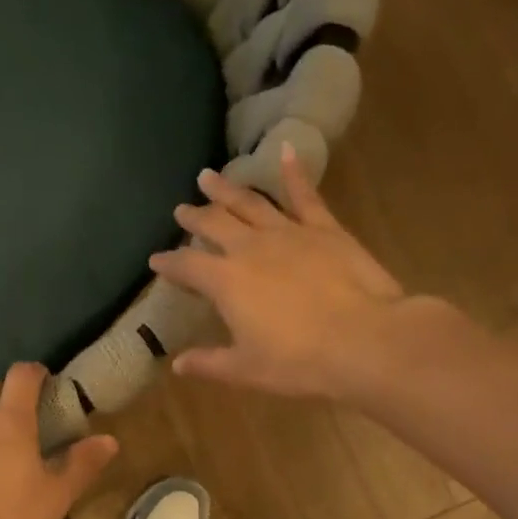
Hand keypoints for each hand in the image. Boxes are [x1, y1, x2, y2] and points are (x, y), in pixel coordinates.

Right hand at [147, 144, 411, 399]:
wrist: (362, 341)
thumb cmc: (297, 362)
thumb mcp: (245, 370)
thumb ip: (208, 363)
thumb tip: (177, 364)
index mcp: (225, 283)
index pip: (187, 267)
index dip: (168, 264)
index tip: (155, 260)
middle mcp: (250, 248)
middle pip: (214, 225)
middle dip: (195, 217)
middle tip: (181, 210)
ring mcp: (288, 233)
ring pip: (250, 203)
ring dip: (227, 189)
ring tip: (209, 176)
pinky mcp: (324, 229)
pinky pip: (305, 195)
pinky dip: (294, 171)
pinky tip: (286, 149)